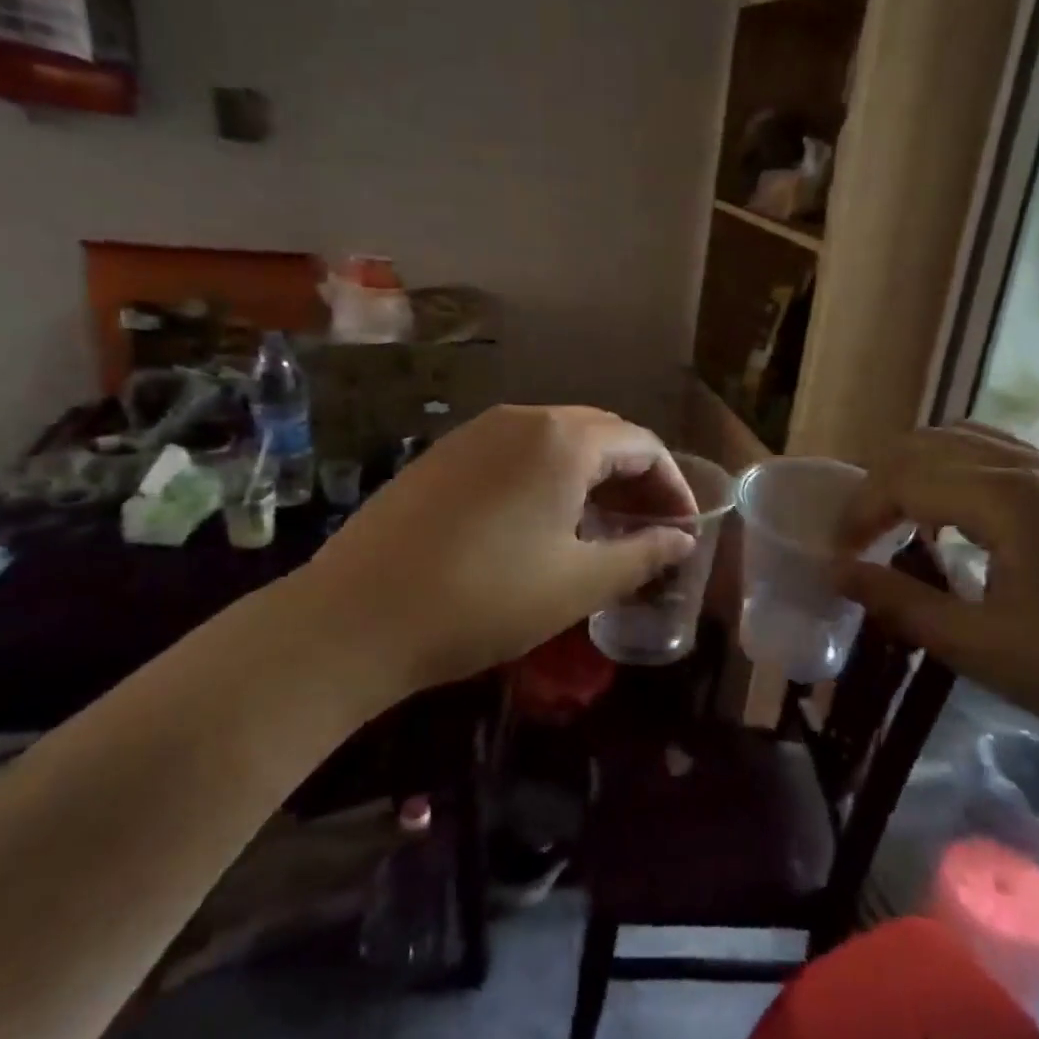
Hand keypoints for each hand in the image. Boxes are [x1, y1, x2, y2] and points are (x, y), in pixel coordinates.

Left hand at [260, 406, 697, 702]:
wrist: (356, 617)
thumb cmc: (484, 599)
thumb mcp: (577, 583)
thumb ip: (641, 555)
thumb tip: (682, 542)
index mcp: (562, 440)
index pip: (641, 445)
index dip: (672, 486)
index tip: (683, 530)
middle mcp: (520, 420)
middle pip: (600, 436)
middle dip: (634, 480)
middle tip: (649, 531)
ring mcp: (474, 434)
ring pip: (555, 443)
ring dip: (591, 479)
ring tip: (602, 531)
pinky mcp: (442, 457)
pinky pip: (515, 455)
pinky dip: (548, 480)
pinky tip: (543, 526)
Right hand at [836, 423, 1038, 769]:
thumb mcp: (984, 650)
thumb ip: (901, 604)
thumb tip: (836, 572)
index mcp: (1011, 500)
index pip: (905, 478)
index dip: (859, 513)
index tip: (839, 556)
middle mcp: (1037, 467)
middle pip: (930, 444)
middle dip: (881, 483)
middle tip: (861, 536)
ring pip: (968, 440)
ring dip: (920, 471)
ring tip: (902, 523)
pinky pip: (1004, 456)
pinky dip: (960, 474)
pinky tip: (963, 524)